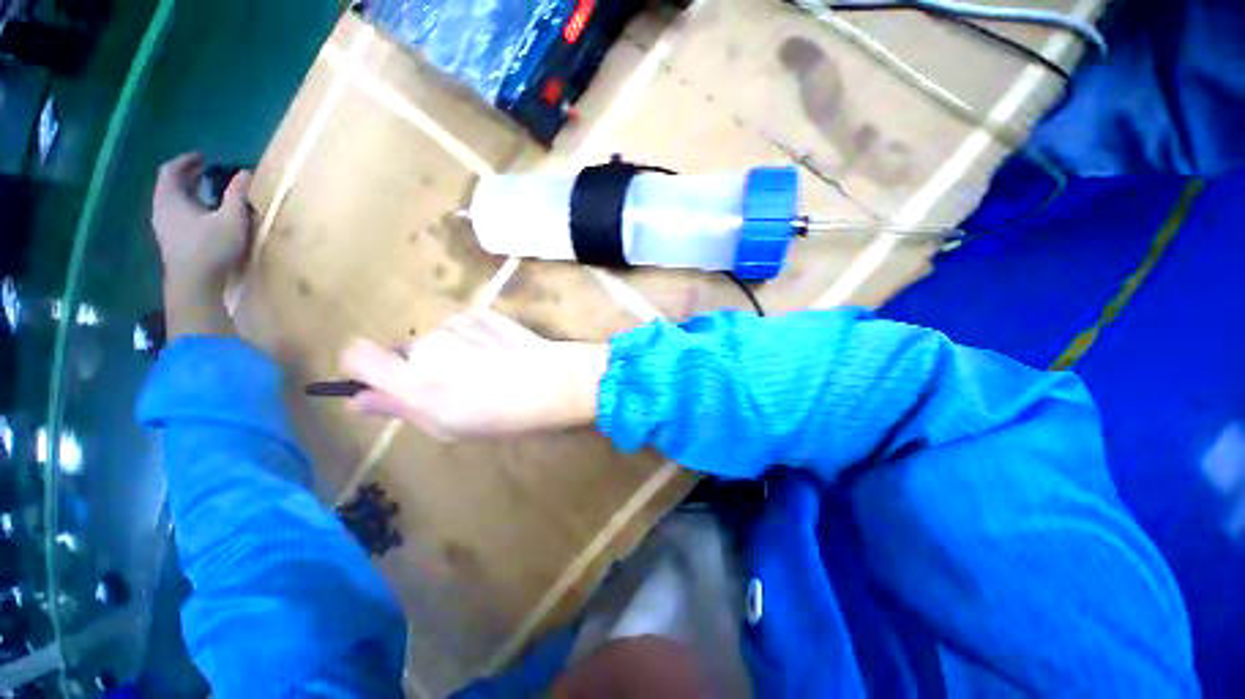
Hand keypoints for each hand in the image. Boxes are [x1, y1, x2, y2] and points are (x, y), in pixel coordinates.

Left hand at [152, 153, 252, 295]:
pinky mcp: (170, 241)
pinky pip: (175, 215)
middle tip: (205, 172)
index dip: (186, 161)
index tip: (202, 157)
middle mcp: (161, 210)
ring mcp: (163, 227)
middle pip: (169, 186)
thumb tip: (245, 172)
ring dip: (187, 193)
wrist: (194, 284)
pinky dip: (187, 207)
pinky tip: (202, 215)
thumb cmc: (212, 248)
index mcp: (171, 199)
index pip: (171, 170)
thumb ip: (237, 195)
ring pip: (171, 201)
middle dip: (187, 176)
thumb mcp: (232, 219)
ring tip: (206, 192)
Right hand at [341, 310, 607, 439]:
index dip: (364, 367)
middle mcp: (427, 344)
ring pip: (435, 338)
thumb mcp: (448, 427)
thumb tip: (356, 400)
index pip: (357, 354)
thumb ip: (399, 409)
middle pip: (403, 350)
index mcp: (414, 380)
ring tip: (485, 369)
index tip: (384, 381)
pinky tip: (497, 352)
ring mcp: (455, 322)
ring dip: (448, 352)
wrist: (554, 381)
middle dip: (420, 367)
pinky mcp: (479, 312)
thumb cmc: (503, 415)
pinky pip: (460, 327)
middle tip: (457, 385)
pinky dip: (470, 339)